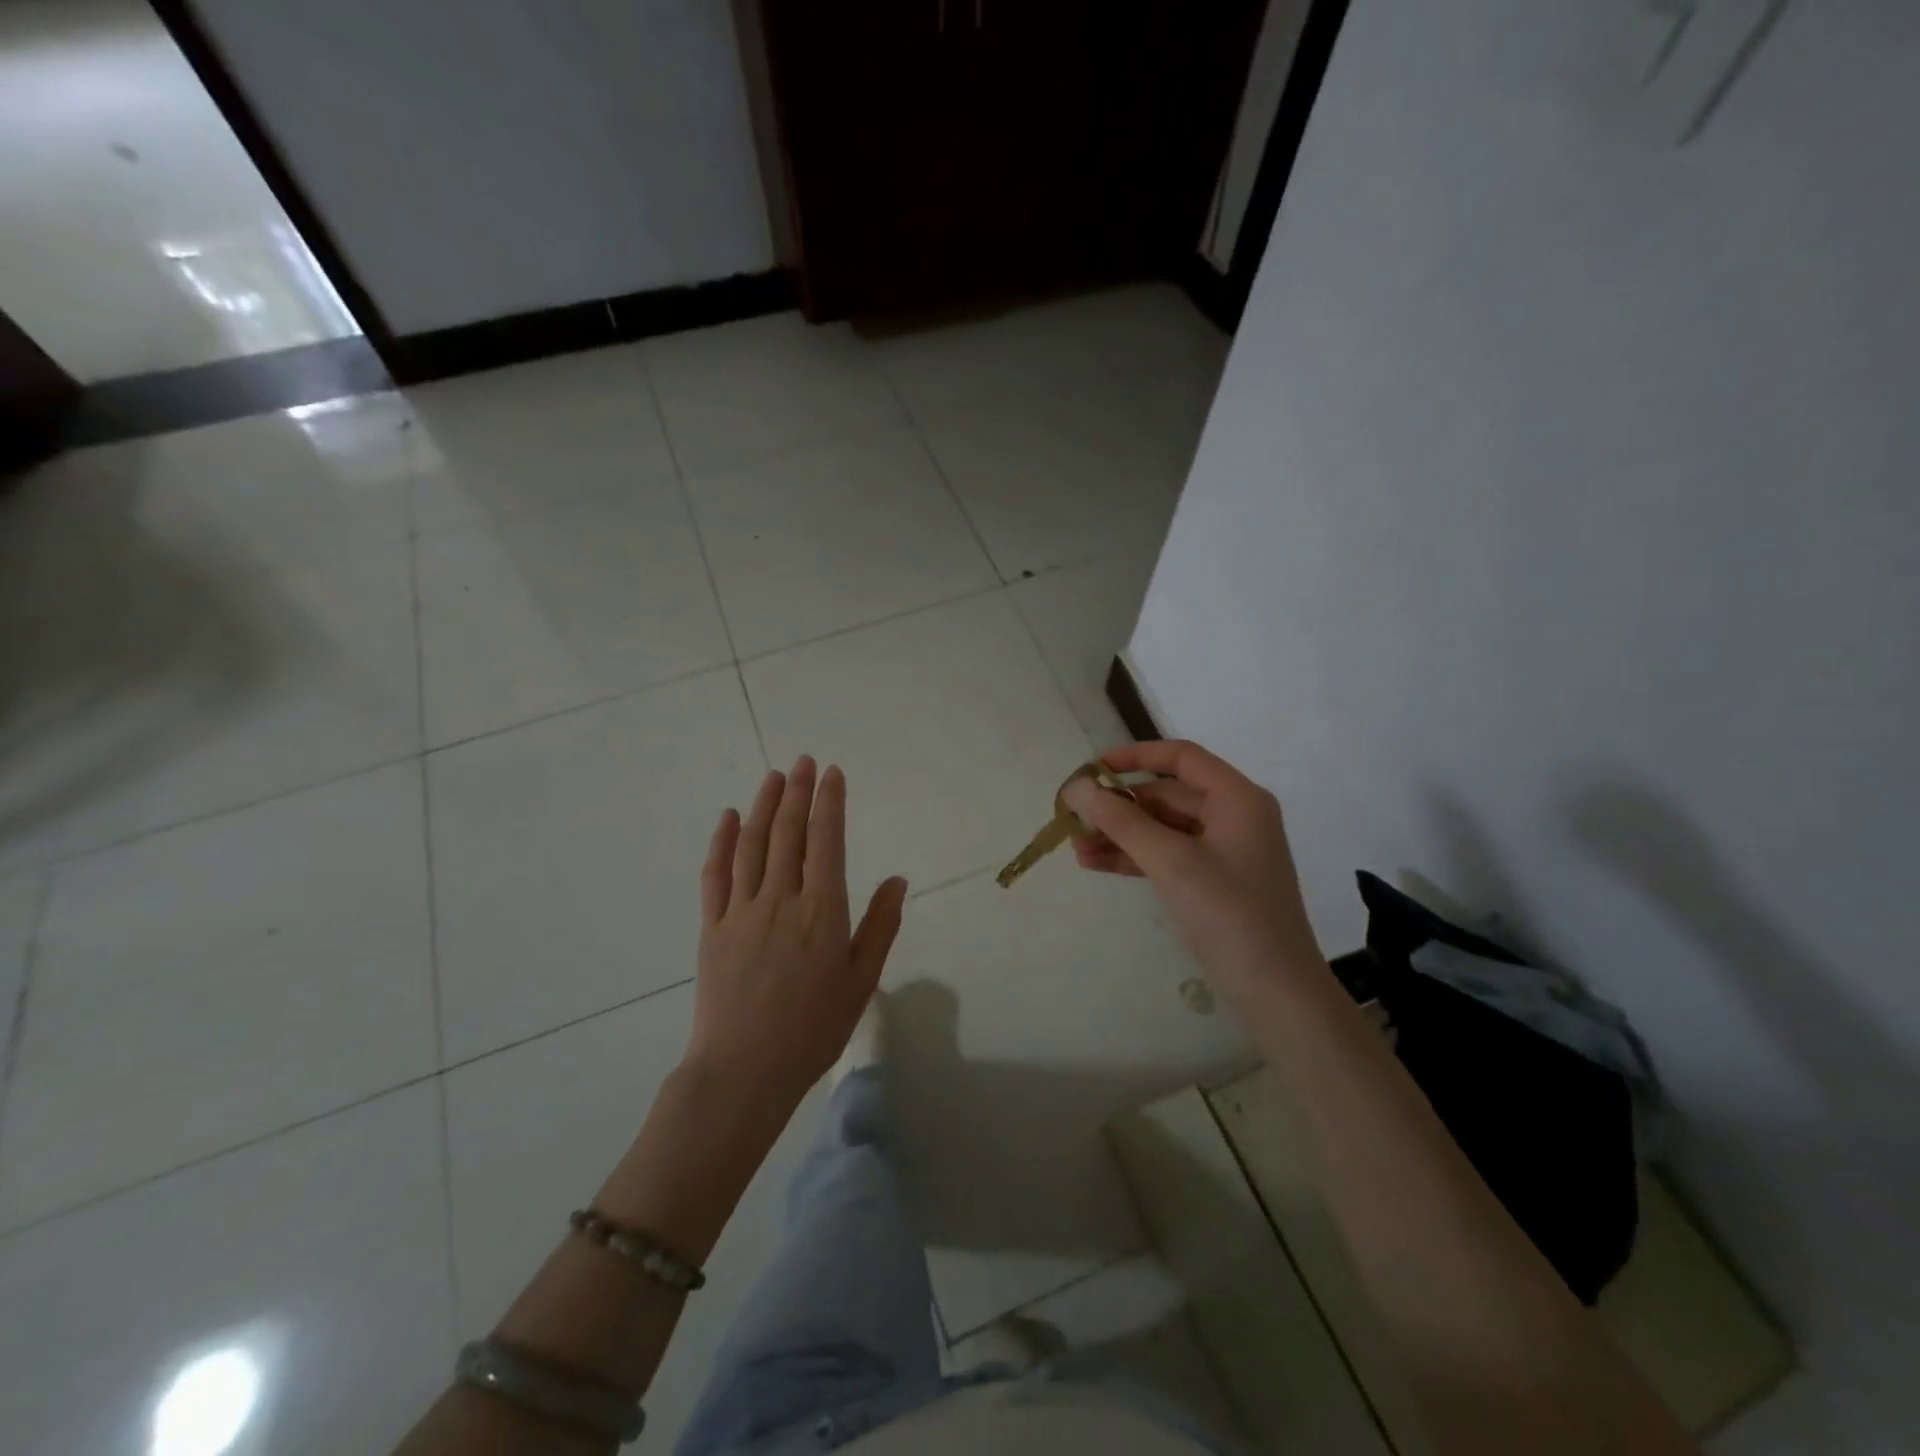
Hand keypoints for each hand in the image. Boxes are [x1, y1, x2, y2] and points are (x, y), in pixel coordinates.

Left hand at [684, 757, 908, 1110]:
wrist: (744, 1070)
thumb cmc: (813, 1029)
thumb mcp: (861, 981)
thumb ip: (880, 926)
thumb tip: (897, 879)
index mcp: (822, 909)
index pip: (827, 840)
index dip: (829, 802)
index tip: (832, 773)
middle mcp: (781, 898)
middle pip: (789, 833)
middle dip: (798, 792)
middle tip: (804, 762)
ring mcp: (741, 910)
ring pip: (753, 844)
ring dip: (764, 806)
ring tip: (773, 776)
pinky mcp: (712, 927)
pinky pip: (716, 874)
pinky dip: (722, 842)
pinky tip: (730, 818)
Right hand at [1062, 740, 1323, 1011]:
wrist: (1276, 993)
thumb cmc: (1229, 915)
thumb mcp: (1172, 862)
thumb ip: (1122, 822)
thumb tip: (1077, 787)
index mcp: (1237, 799)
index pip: (1181, 757)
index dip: (1134, 757)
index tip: (1091, 768)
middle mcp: (1234, 816)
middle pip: (1167, 795)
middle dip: (1119, 806)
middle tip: (1074, 818)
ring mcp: (1225, 852)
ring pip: (1163, 828)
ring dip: (1121, 835)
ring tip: (1076, 847)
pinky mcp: (1214, 882)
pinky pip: (1168, 856)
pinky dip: (1135, 857)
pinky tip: (1097, 864)